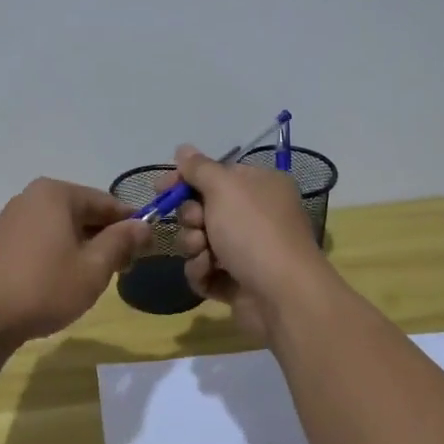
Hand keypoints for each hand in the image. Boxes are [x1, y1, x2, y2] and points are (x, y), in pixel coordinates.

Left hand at [0, 178, 152, 346]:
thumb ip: (121, 242)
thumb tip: (144, 225)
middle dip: (105, 239)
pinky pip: (41, 241)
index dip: (131, 225)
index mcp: (56, 194)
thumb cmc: (43, 288)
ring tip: (92, 281)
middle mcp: (31, 198)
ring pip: (61, 229)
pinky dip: (58, 256)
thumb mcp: (93, 268)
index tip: (147, 250)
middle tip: (123, 270)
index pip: (107, 202)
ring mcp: (11, 220)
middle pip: (83, 213)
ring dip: (82, 250)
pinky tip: (61, 283)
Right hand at [164, 144, 326, 339]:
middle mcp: (257, 216)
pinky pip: (206, 270)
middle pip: (204, 209)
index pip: (216, 175)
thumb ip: (199, 168)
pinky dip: (202, 271)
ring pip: (201, 241)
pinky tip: (208, 274)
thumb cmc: (254, 231)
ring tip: (204, 255)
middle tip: (196, 224)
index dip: (186, 180)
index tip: (161, 188)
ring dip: (194, 246)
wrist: (282, 295)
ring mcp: (248, 251)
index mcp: (261, 186)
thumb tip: (183, 148)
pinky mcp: (238, 282)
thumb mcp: (224, 188)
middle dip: (191, 217)